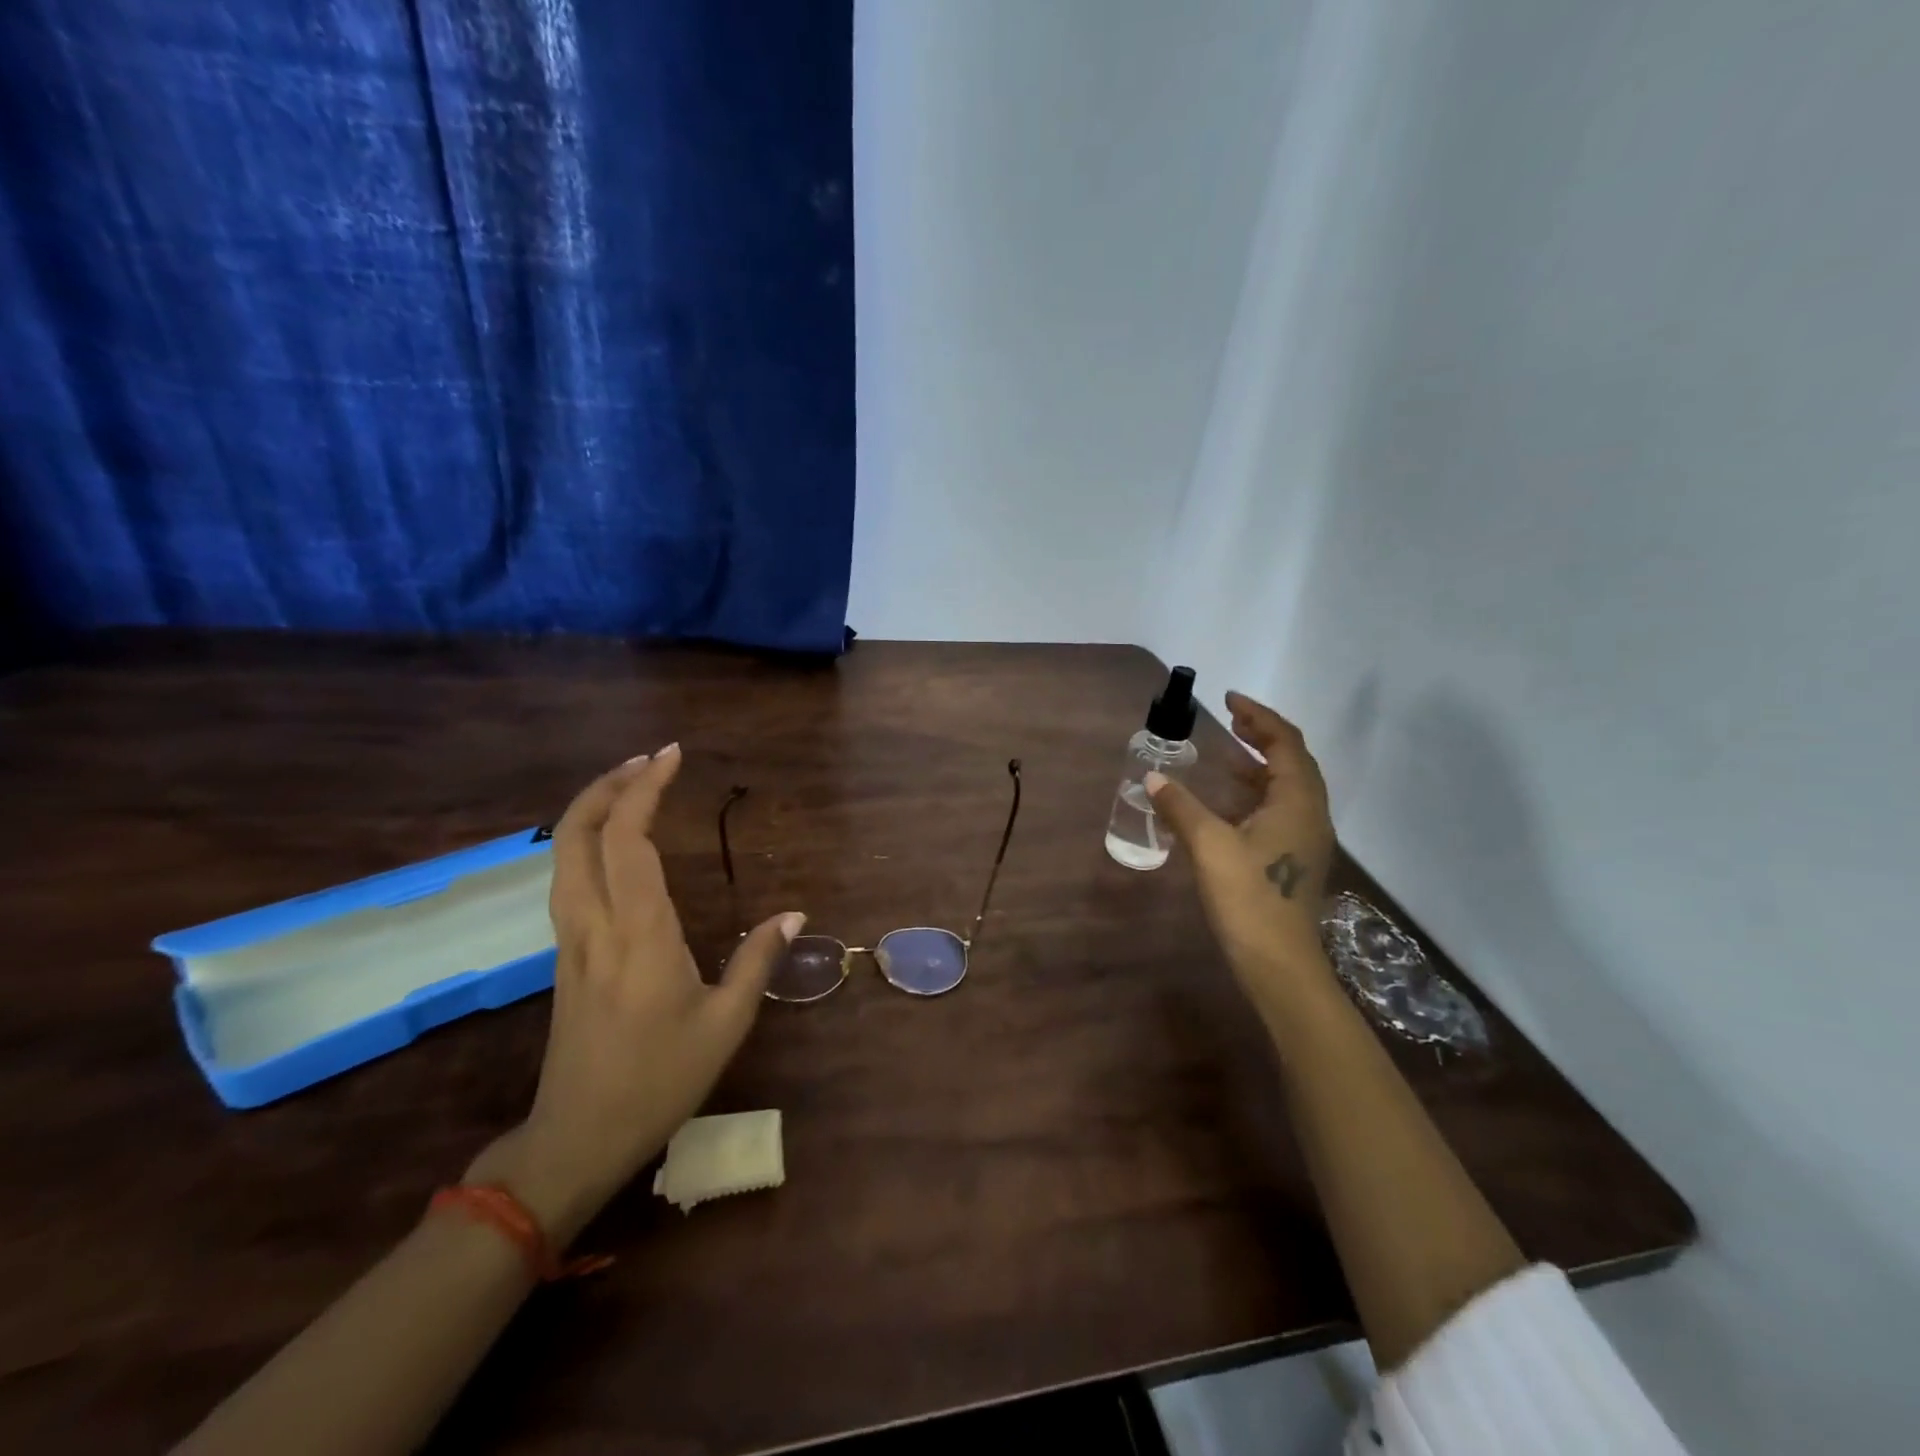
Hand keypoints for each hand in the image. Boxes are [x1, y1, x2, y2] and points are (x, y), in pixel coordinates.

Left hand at [466, 744, 803, 1245]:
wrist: (577, 1138)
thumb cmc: (659, 1080)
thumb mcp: (727, 1023)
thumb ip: (758, 960)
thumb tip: (795, 914)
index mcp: (638, 933)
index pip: (628, 840)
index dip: (645, 790)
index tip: (672, 757)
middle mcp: (595, 924)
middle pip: (576, 835)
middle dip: (607, 786)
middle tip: (648, 762)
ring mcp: (571, 940)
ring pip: (562, 856)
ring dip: (592, 811)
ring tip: (632, 789)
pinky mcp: (564, 956)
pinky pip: (567, 880)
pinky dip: (587, 843)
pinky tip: (615, 847)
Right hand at [1145, 692, 1335, 1009]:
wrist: (1280, 964)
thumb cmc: (1249, 898)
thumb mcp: (1209, 846)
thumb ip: (1181, 807)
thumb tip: (1153, 777)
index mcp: (1297, 801)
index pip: (1285, 742)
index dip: (1258, 716)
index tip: (1227, 700)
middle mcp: (1310, 813)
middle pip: (1293, 760)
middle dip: (1261, 735)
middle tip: (1228, 721)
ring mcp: (1306, 839)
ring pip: (1288, 787)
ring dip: (1260, 765)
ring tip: (1226, 754)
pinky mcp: (1296, 859)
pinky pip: (1280, 809)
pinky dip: (1256, 793)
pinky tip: (1228, 803)